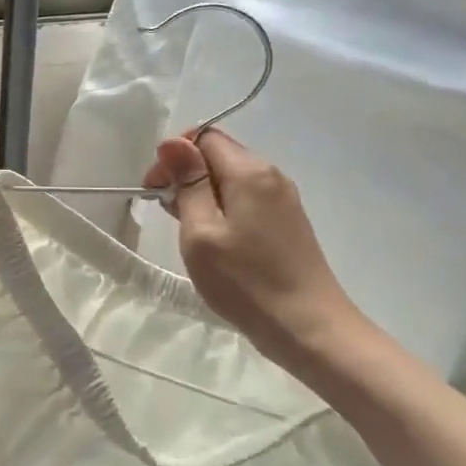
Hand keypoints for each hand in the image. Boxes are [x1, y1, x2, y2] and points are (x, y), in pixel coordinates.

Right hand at [142, 128, 363, 370]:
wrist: (309, 328)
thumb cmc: (245, 281)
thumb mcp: (201, 232)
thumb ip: (188, 183)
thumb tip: (172, 141)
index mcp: (250, 172)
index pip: (204, 137)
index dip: (174, 156)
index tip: (156, 190)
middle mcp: (271, 176)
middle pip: (218, 154)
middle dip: (185, 174)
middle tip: (167, 214)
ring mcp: (283, 199)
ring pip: (231, 178)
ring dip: (202, 194)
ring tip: (188, 231)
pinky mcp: (287, 222)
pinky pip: (246, 199)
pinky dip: (222, 208)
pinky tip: (214, 240)